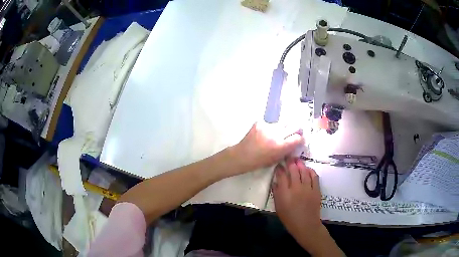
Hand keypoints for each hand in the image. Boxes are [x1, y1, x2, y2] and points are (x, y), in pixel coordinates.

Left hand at [232, 122, 303, 172]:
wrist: (242, 155)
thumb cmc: (259, 161)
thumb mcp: (276, 159)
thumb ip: (287, 150)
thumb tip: (295, 142)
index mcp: (281, 146)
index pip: (298, 138)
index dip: (300, 138)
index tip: (299, 139)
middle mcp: (276, 134)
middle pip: (294, 126)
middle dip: (296, 129)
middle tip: (294, 132)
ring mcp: (267, 127)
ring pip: (282, 124)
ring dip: (282, 129)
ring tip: (275, 135)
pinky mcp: (260, 123)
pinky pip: (270, 124)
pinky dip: (270, 129)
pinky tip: (265, 134)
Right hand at [273, 158, 342, 256]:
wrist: (306, 225)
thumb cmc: (289, 218)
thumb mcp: (278, 207)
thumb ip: (276, 193)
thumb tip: (275, 182)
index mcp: (285, 193)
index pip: (281, 176)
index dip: (279, 168)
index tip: (278, 164)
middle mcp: (296, 188)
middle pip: (293, 170)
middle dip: (290, 162)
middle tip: (288, 157)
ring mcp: (308, 188)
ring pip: (304, 171)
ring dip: (300, 164)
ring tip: (297, 160)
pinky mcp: (316, 190)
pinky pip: (314, 177)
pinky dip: (311, 171)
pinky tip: (308, 168)